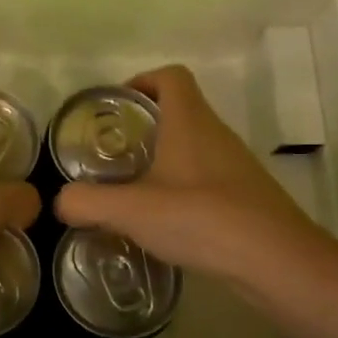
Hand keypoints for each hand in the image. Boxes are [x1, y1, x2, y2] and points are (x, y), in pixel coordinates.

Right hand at [54, 64, 327, 284]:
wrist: (275, 261)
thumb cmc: (201, 218)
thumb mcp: (131, 210)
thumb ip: (87, 202)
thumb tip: (61, 202)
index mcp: (189, 122)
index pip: (171, 76)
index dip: (142, 81)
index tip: (115, 107)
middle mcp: (216, 135)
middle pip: (180, 112)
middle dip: (144, 127)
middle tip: (111, 156)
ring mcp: (235, 166)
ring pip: (194, 148)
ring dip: (163, 160)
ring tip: (131, 192)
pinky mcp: (246, 197)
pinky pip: (206, 179)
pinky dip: (182, 190)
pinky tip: (164, 223)